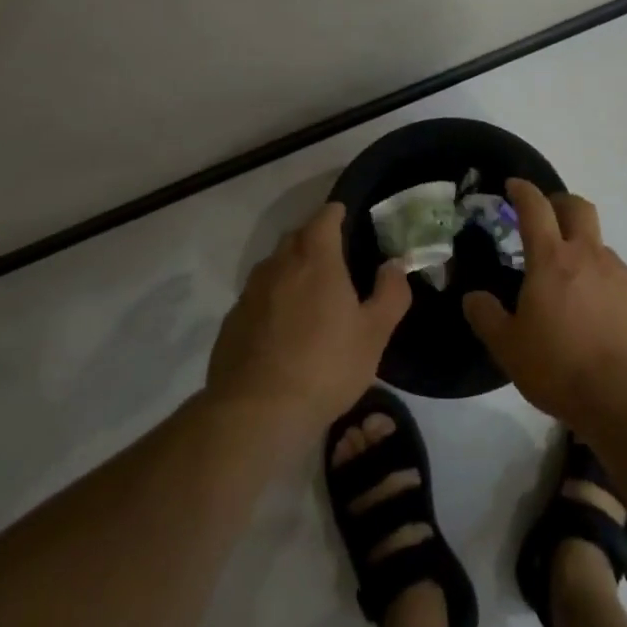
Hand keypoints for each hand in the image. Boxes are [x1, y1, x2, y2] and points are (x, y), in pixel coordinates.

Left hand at [206, 203, 411, 435]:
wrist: (256, 413)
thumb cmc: (325, 366)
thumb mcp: (375, 333)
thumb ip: (391, 293)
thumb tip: (394, 264)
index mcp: (316, 259)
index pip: (324, 217)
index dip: (336, 213)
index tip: (346, 216)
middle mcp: (279, 265)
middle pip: (296, 237)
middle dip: (314, 238)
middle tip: (334, 257)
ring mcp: (250, 293)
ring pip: (274, 266)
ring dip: (291, 269)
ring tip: (309, 293)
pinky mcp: (231, 321)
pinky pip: (257, 297)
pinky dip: (272, 300)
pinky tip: (282, 328)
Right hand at [461, 179, 626, 423]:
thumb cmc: (560, 368)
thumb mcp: (508, 348)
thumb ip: (486, 316)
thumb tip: (473, 297)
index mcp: (552, 260)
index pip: (535, 208)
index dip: (523, 190)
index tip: (514, 185)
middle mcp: (590, 255)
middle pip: (578, 208)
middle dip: (561, 203)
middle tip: (549, 216)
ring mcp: (623, 273)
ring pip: (601, 249)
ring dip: (585, 256)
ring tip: (575, 293)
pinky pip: (623, 281)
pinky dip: (608, 289)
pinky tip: (605, 321)